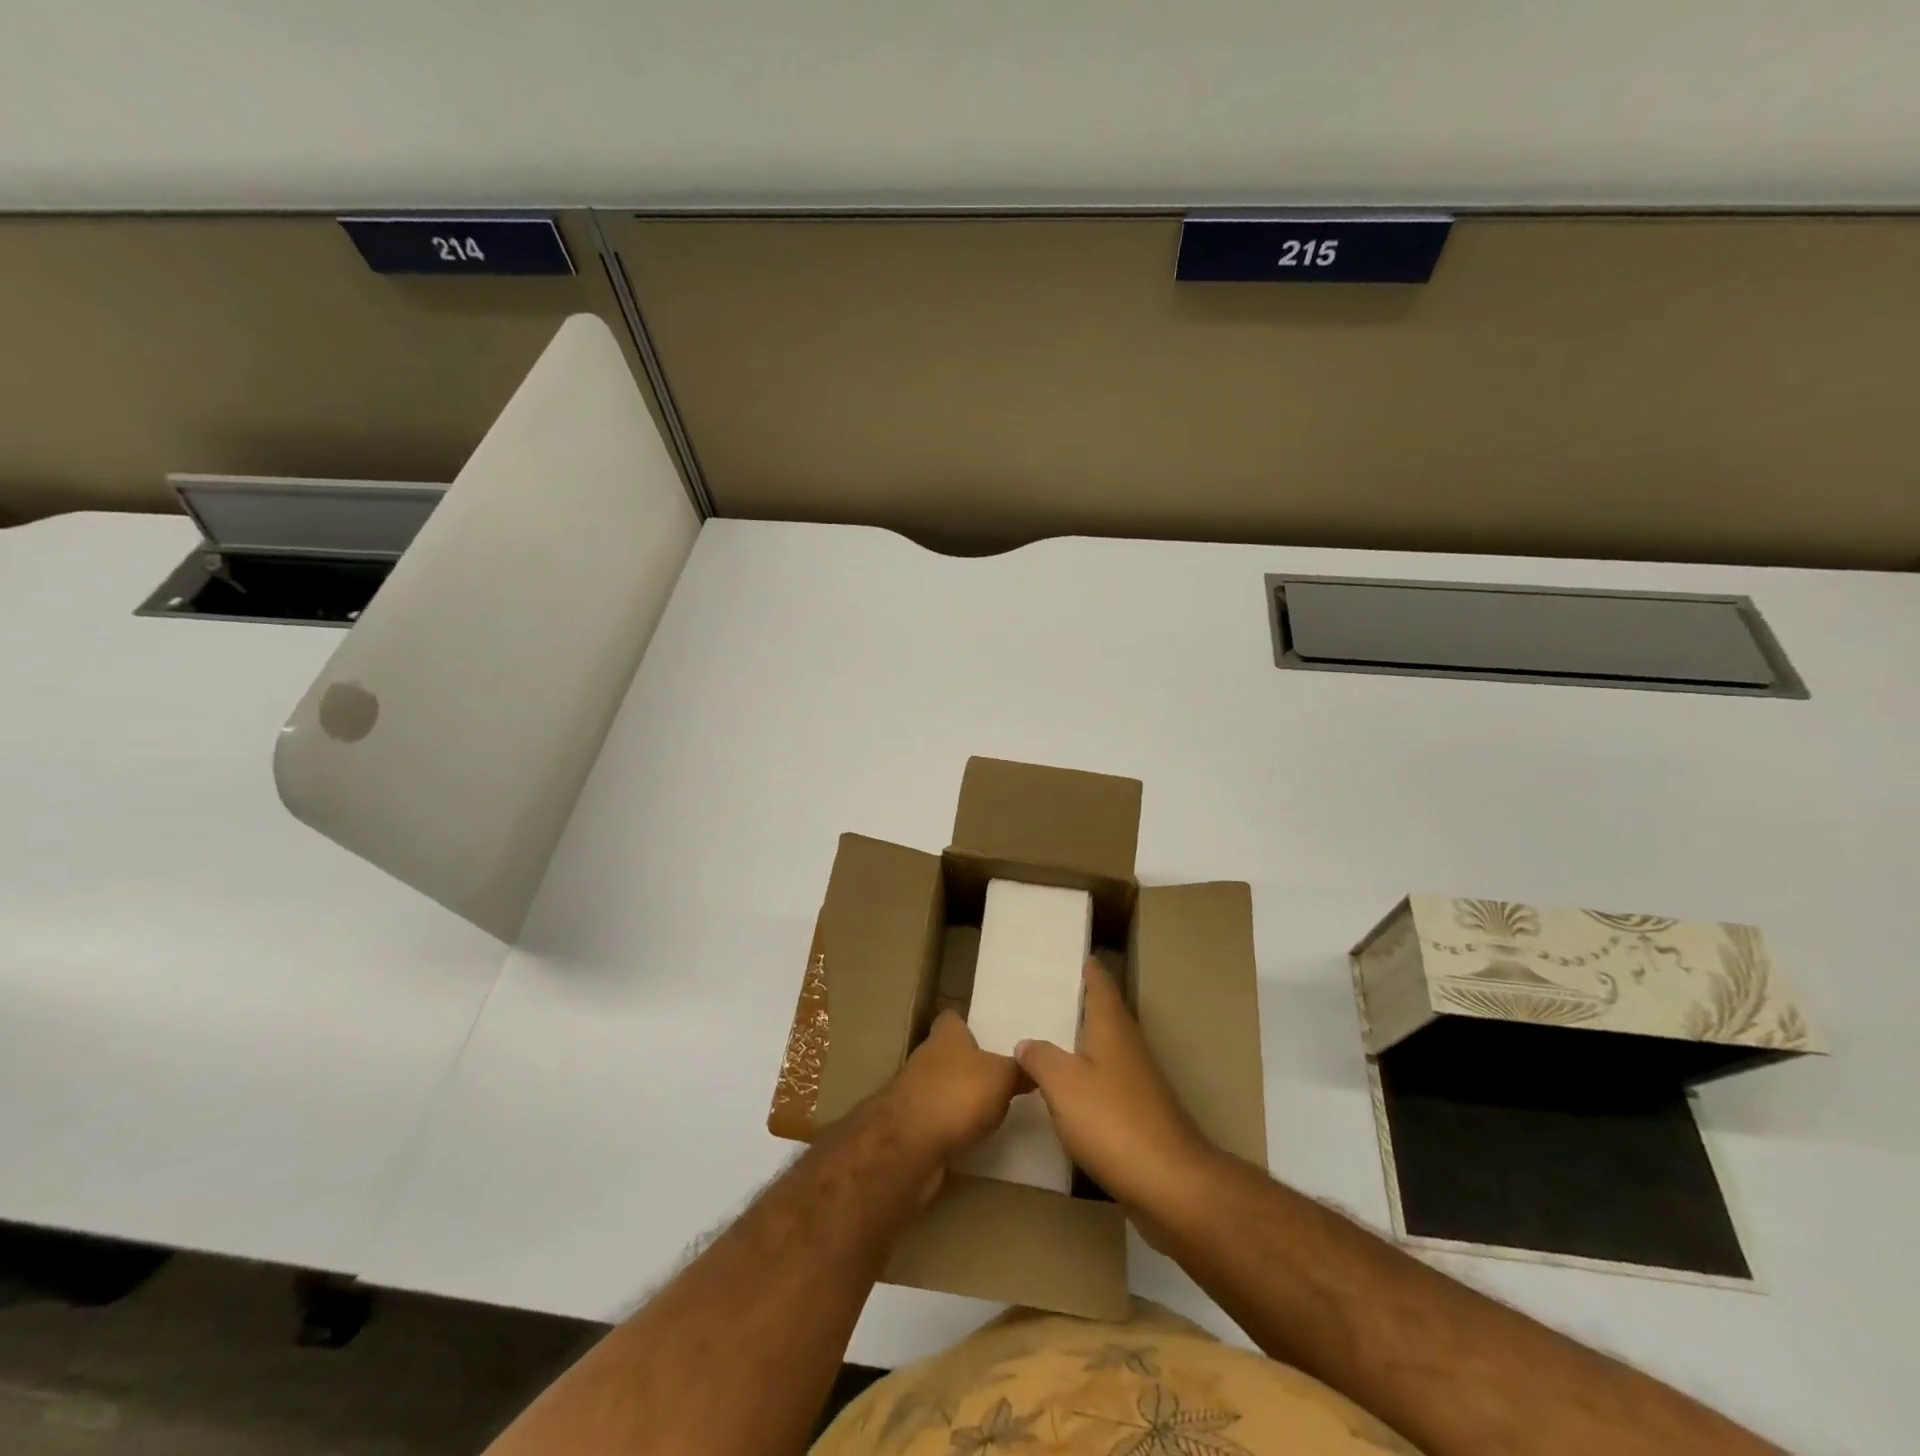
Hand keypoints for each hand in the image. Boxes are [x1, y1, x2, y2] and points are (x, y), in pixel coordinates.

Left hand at [875, 1011, 1024, 1166]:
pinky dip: (950, 1127)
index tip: (989, 1037)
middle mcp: (926, 1058)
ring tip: (990, 1110)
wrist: (909, 1146)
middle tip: (1000, 1077)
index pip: (953, 1019)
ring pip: (941, 1088)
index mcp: (946, 1036)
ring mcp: (914, 1093)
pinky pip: (936, 1120)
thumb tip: (1036, 1063)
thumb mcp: (1002, 1077)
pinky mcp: (910, 1127)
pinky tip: (970, 1137)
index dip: (969, 1026)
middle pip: (947, 1054)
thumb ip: (1020, 1069)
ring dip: (958, 1098)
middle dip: (968, 1065)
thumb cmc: (958, 1095)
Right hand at [1015, 959, 1218, 1225]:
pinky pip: (1107, 1082)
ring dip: (1081, 1042)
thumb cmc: (1114, 1121)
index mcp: (1112, 1028)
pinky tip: (1066, 1092)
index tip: (1072, 954)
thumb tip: (1026, 1042)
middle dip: (1080, 1003)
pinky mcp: (1140, 1115)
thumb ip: (1040, 1058)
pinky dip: (1086, 1078)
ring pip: (1105, 1049)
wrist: (1172, 1185)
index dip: (1088, 968)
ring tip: (1047, 1039)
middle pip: (1105, 1014)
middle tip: (1045, 995)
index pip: (1100, 984)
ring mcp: (1139, 1082)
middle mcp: (1128, 1047)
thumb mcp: (1063, 1084)